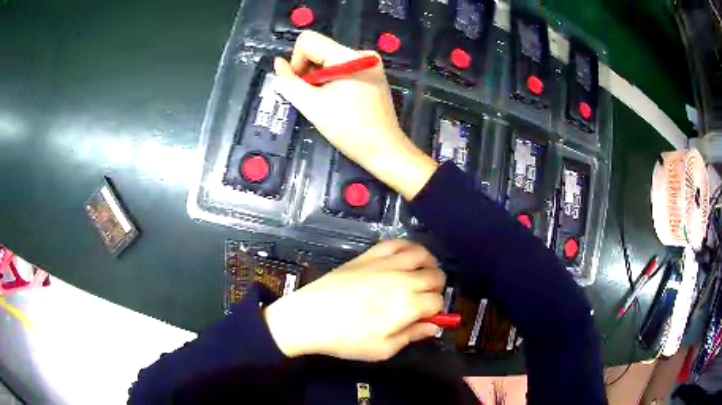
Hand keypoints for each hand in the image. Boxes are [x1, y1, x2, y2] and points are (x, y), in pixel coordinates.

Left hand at [264, 240, 445, 360]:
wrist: (310, 318)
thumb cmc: (346, 339)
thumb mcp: (382, 349)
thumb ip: (412, 336)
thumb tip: (434, 327)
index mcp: (408, 305)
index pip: (437, 302)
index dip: (436, 311)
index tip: (427, 317)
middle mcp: (402, 280)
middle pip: (435, 276)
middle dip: (436, 288)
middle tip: (426, 298)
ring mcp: (385, 264)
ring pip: (421, 254)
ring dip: (429, 264)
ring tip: (424, 273)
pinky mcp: (368, 255)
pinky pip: (396, 242)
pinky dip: (408, 246)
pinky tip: (408, 256)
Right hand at [273, 30, 437, 199]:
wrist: (384, 149)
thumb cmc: (349, 129)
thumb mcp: (312, 106)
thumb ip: (289, 83)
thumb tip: (278, 63)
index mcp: (348, 56)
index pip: (308, 41)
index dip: (296, 62)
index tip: (300, 86)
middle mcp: (361, 53)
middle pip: (319, 49)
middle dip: (308, 72)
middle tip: (312, 97)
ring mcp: (369, 63)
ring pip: (328, 59)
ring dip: (319, 78)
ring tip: (326, 101)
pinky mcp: (371, 74)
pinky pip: (341, 68)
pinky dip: (332, 81)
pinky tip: (337, 100)